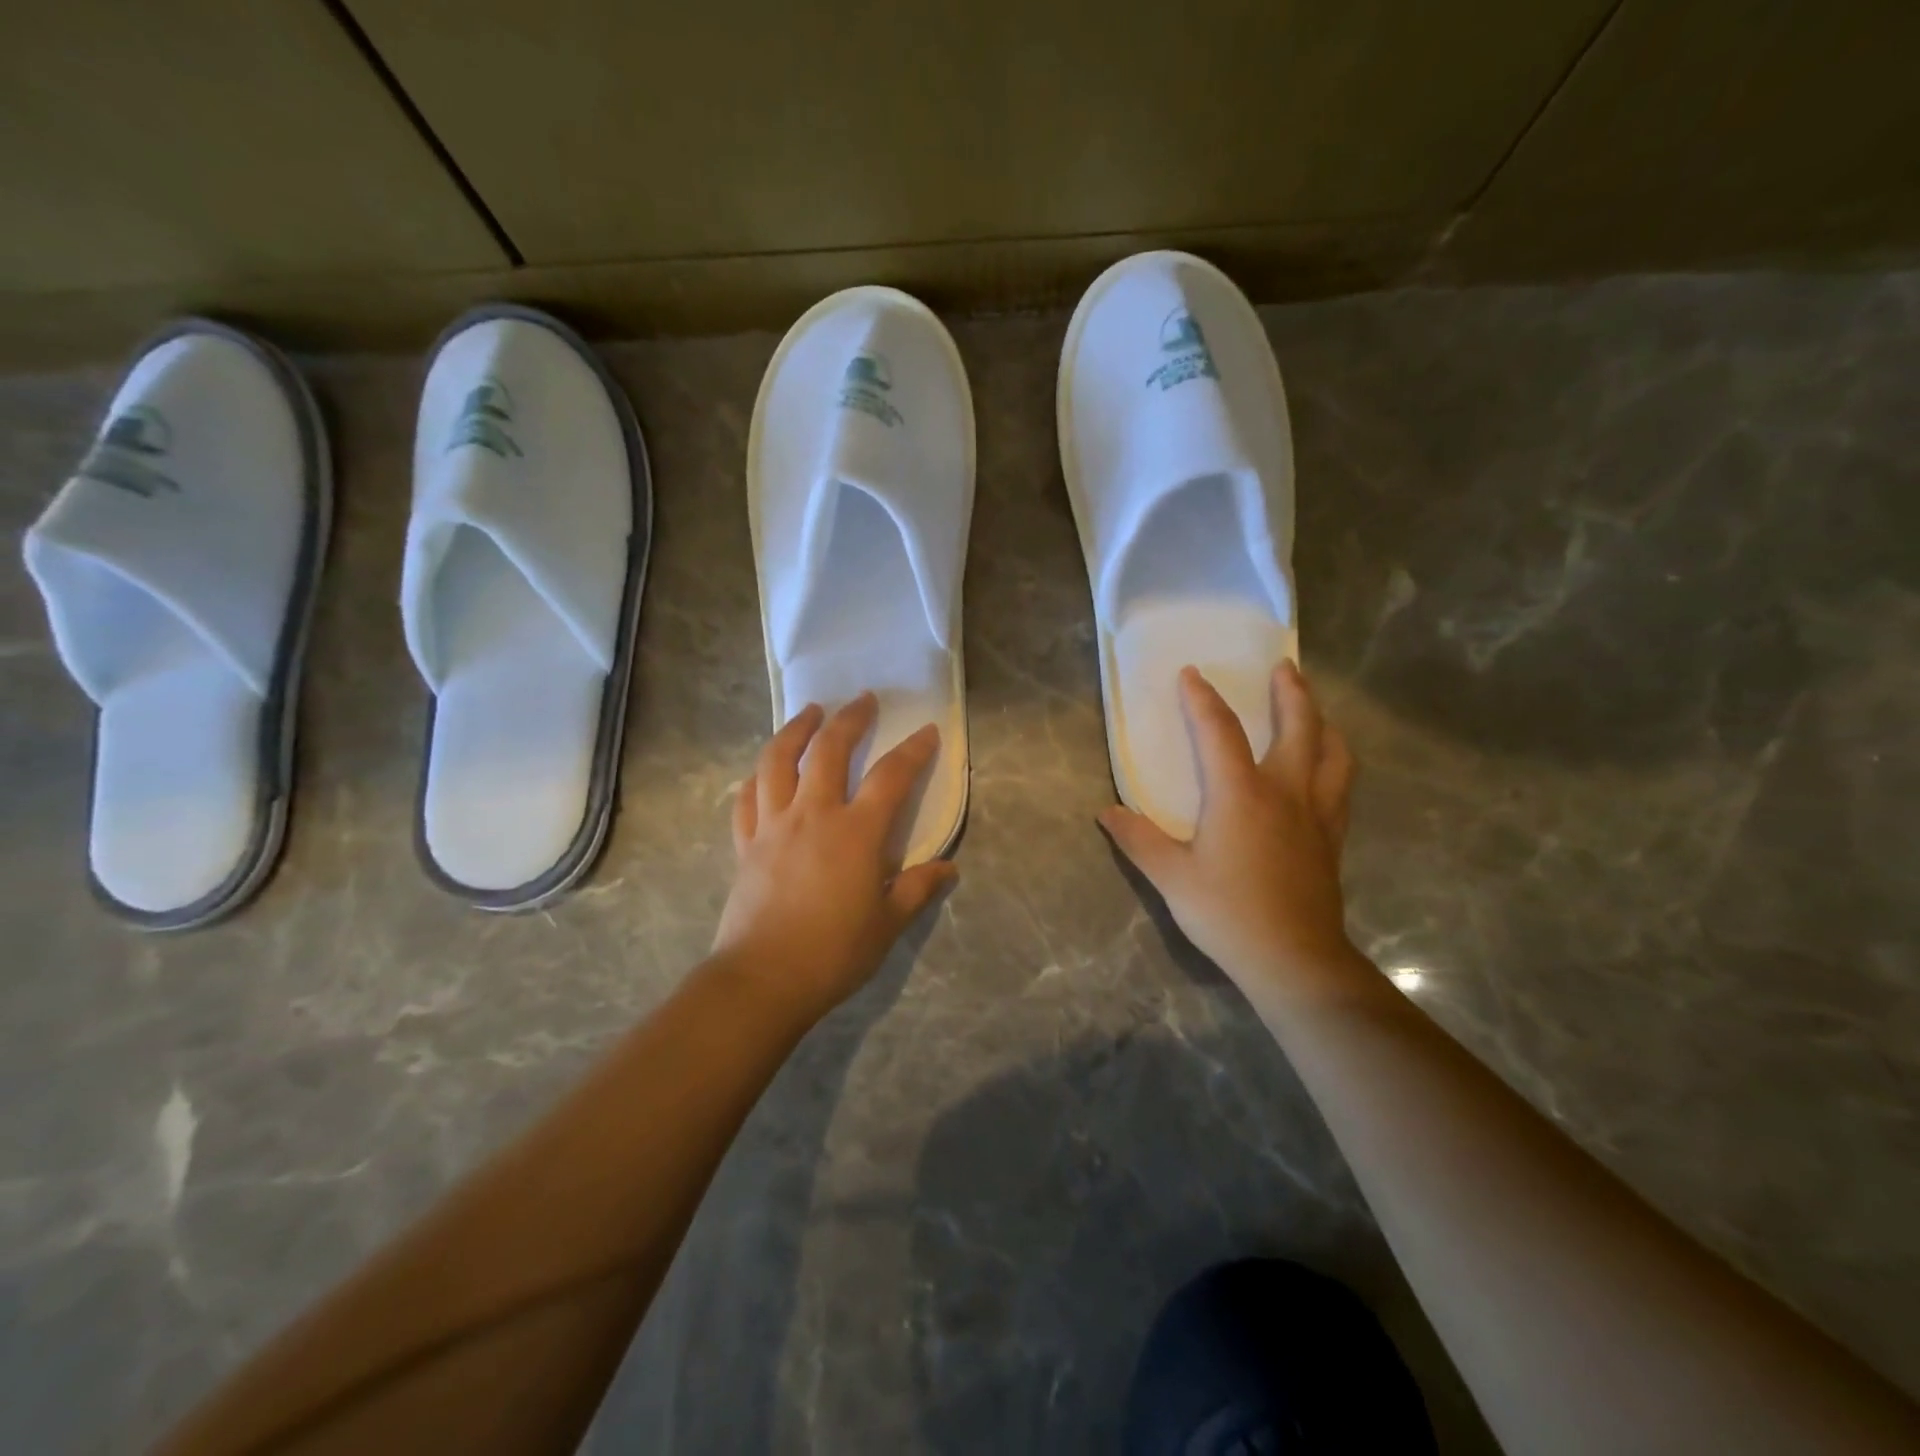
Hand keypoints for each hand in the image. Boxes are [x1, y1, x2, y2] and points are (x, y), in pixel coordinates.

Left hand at [714, 694, 957, 1019]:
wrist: (764, 979)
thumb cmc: (834, 952)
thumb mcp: (888, 923)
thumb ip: (918, 888)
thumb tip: (948, 868)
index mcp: (856, 832)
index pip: (891, 777)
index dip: (913, 751)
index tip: (927, 731)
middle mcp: (813, 815)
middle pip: (829, 751)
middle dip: (849, 719)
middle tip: (862, 701)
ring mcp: (773, 826)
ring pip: (778, 761)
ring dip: (795, 731)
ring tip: (808, 713)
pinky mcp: (745, 844)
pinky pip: (747, 799)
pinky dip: (756, 777)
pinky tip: (762, 770)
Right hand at [1100, 662, 1364, 1006]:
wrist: (1293, 960)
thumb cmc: (1227, 913)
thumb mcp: (1171, 877)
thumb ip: (1139, 840)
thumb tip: (1108, 812)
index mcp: (1240, 793)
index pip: (1220, 731)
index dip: (1203, 699)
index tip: (1193, 674)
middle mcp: (1286, 792)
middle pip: (1300, 727)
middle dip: (1291, 692)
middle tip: (1284, 667)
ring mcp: (1317, 814)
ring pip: (1332, 753)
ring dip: (1323, 723)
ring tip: (1315, 710)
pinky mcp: (1332, 838)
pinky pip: (1340, 785)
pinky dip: (1335, 762)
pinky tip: (1326, 770)